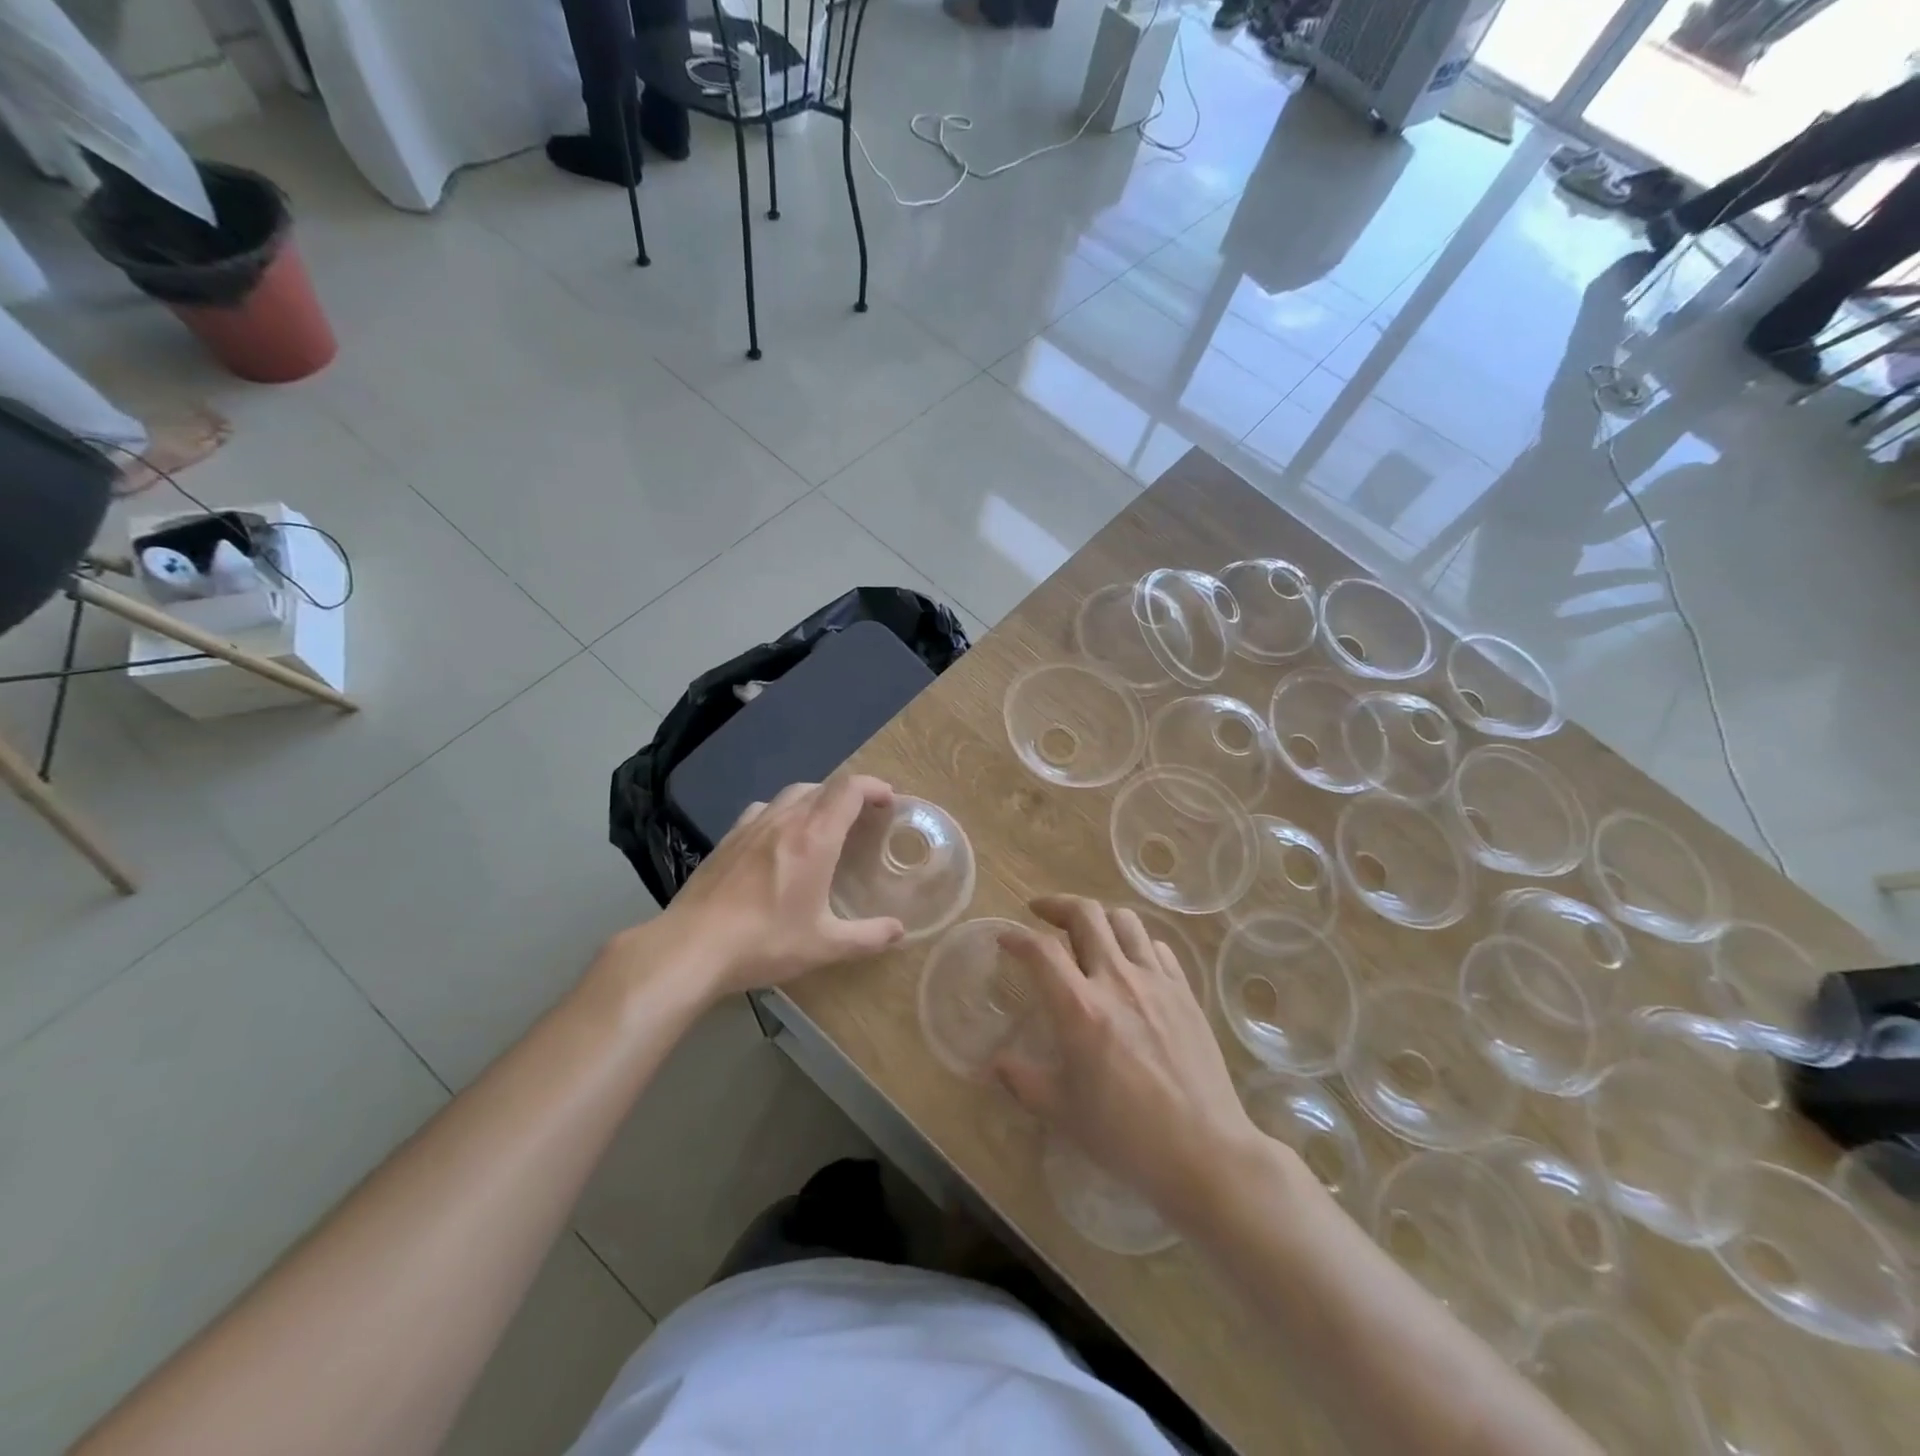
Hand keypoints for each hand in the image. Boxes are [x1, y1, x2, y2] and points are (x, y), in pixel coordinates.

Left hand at [652, 774, 906, 999]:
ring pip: (791, 794)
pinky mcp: (727, 839)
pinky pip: (763, 809)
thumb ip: (867, 937)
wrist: (691, 947)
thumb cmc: (764, 942)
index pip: (849, 789)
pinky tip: (779, 838)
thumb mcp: (824, 946)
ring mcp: (751, 826)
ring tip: (824, 823)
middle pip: (823, 786)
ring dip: (816, 799)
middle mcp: (785, 820)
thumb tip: (900, 932)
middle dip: (849, 794)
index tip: (889, 801)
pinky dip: (783, 812)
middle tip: (863, 817)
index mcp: (814, 837)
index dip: (873, 786)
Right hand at [992, 896, 1263, 1229]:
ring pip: (1125, 920)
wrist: (1204, 1151)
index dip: (1017, 937)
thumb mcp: (1061, 1112)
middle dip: (1057, 904)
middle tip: (1041, 913)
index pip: (1041, 950)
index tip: (1005, 937)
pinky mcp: (1185, 992)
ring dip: (1099, 918)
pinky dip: (1135, 943)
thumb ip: (1022, 1080)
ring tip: (1087, 933)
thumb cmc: (1125, 1136)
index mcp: (1080, 1009)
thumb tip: (994, 1062)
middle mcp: (1117, 980)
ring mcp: (1156, 982)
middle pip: (1085, 914)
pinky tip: (1130, 963)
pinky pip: (1157, 947)